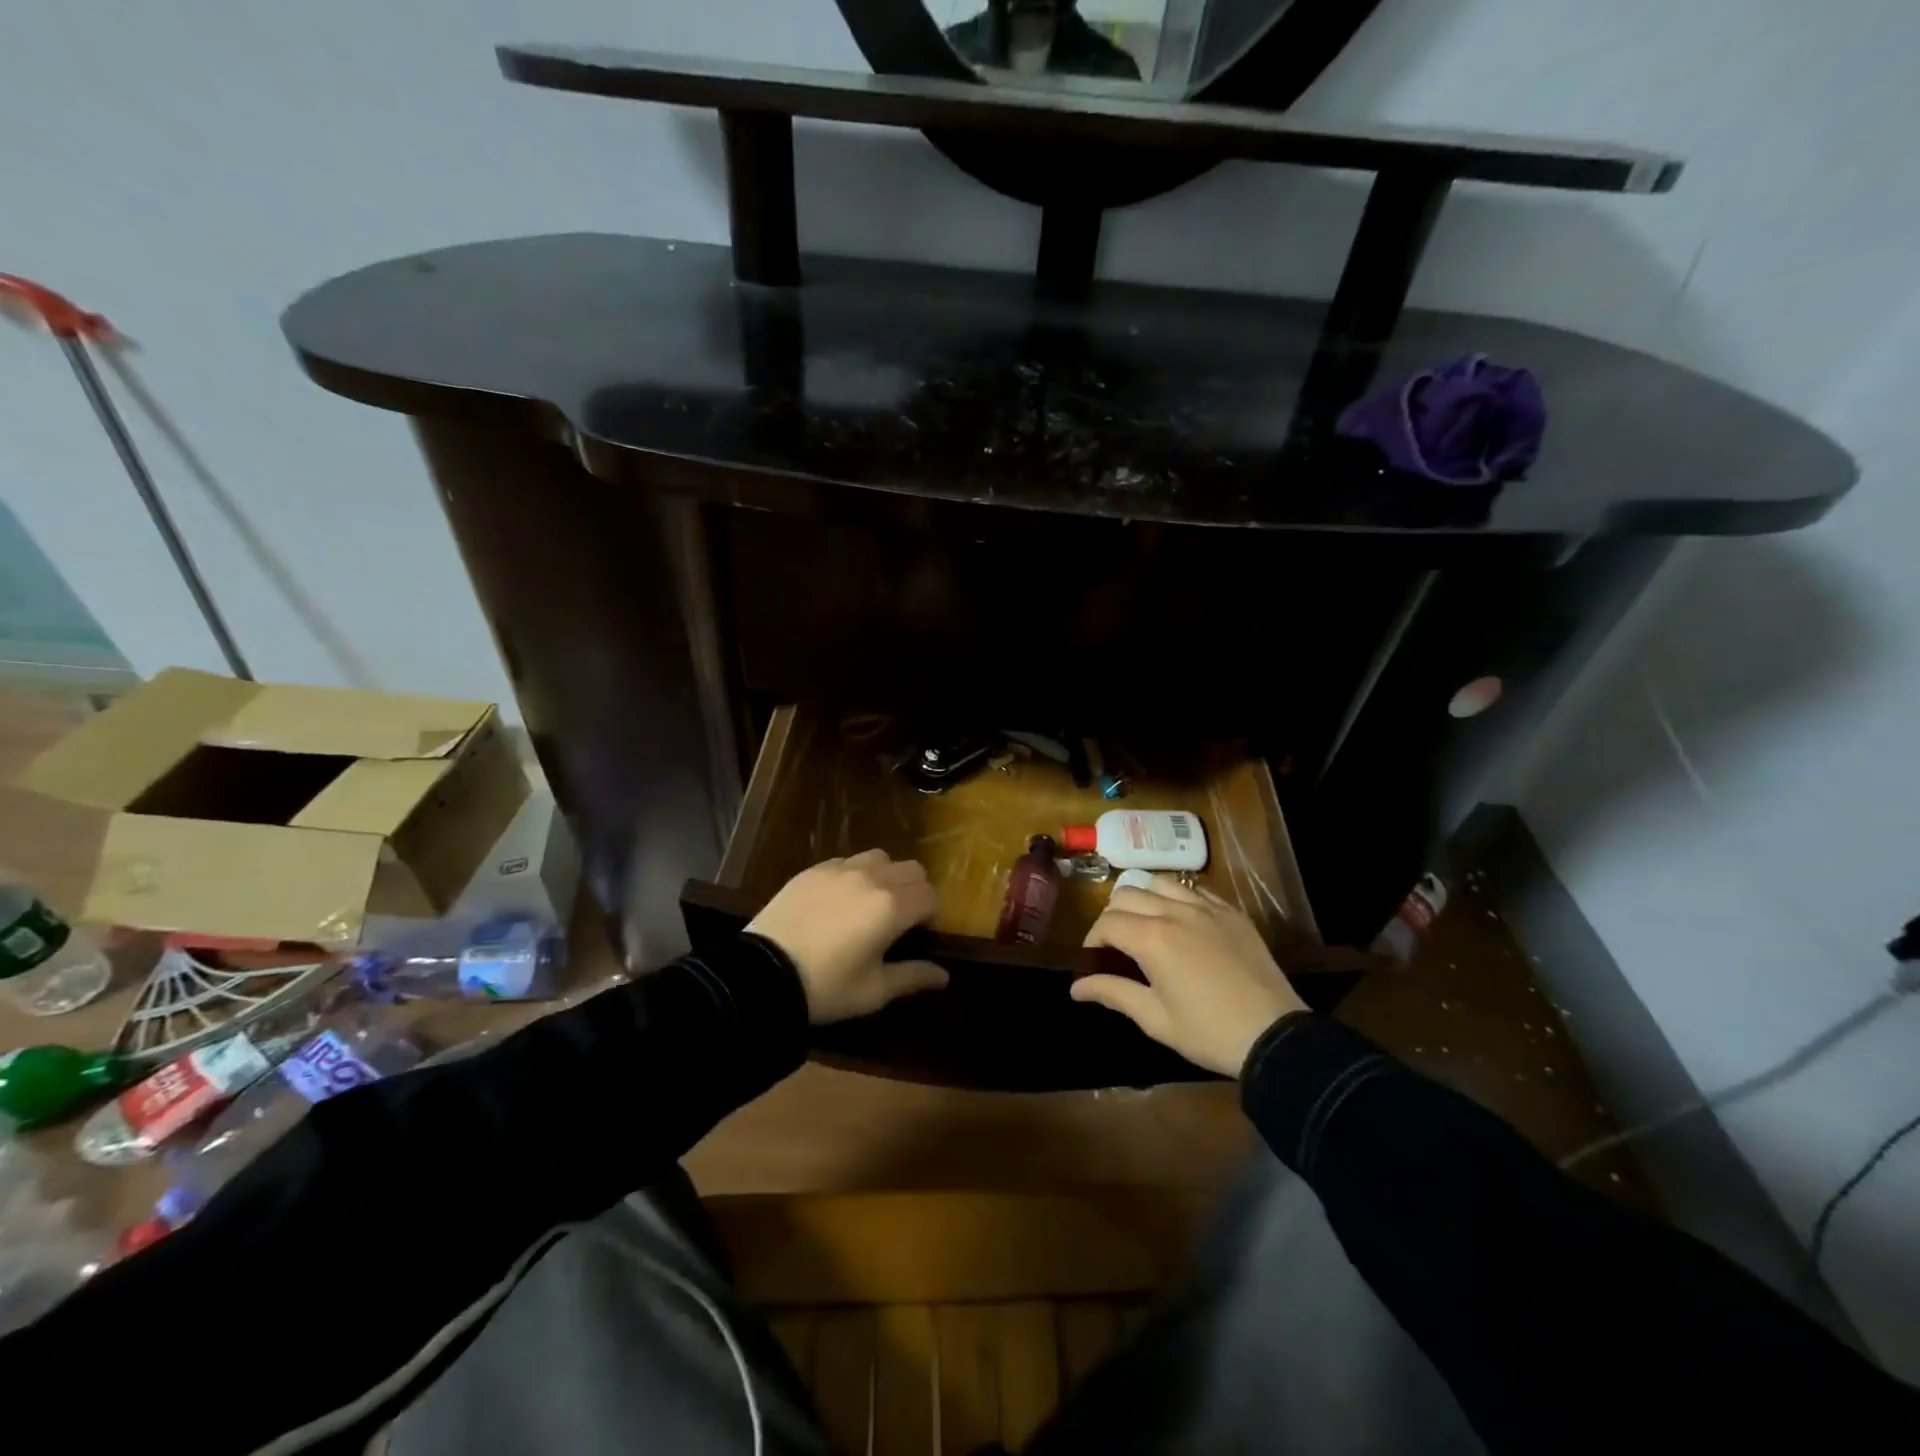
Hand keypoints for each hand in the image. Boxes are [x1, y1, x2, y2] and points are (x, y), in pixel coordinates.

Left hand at [747, 849, 949, 1023]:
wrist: (761, 975)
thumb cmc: (825, 988)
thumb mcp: (873, 991)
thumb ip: (913, 977)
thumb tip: (944, 975)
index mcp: (892, 907)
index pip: (931, 896)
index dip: (930, 915)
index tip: (917, 936)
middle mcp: (872, 878)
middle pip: (912, 870)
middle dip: (915, 891)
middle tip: (899, 921)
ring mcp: (840, 869)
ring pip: (881, 857)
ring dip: (886, 876)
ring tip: (870, 904)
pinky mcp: (813, 869)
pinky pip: (848, 861)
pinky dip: (855, 874)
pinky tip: (840, 900)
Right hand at [1072, 875, 1306, 1075]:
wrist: (1274, 1035)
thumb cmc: (1208, 1032)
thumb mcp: (1154, 1018)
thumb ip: (1113, 992)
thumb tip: (1075, 986)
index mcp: (1152, 938)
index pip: (1107, 923)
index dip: (1093, 939)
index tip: (1094, 960)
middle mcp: (1174, 912)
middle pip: (1127, 894)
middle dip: (1112, 916)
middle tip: (1116, 945)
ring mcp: (1206, 907)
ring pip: (1158, 884)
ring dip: (1142, 900)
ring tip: (1145, 925)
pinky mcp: (1230, 912)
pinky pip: (1193, 889)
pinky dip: (1176, 898)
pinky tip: (1180, 921)